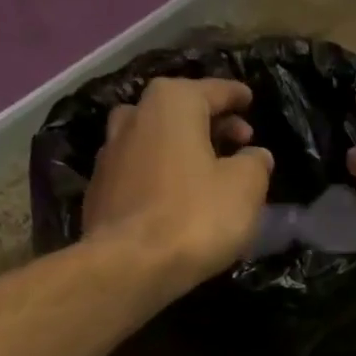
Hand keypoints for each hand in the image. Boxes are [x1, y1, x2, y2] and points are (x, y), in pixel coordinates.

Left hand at [82, 77, 273, 292]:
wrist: (129, 265)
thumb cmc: (194, 217)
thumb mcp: (244, 189)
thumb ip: (255, 165)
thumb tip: (256, 155)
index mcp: (172, 103)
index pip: (213, 90)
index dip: (235, 96)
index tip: (249, 99)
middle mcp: (134, 116)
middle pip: (180, 112)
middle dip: (211, 125)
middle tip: (238, 141)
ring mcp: (110, 154)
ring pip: (156, 141)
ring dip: (182, 150)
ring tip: (206, 170)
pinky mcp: (100, 191)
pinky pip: (141, 173)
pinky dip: (162, 176)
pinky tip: (176, 198)